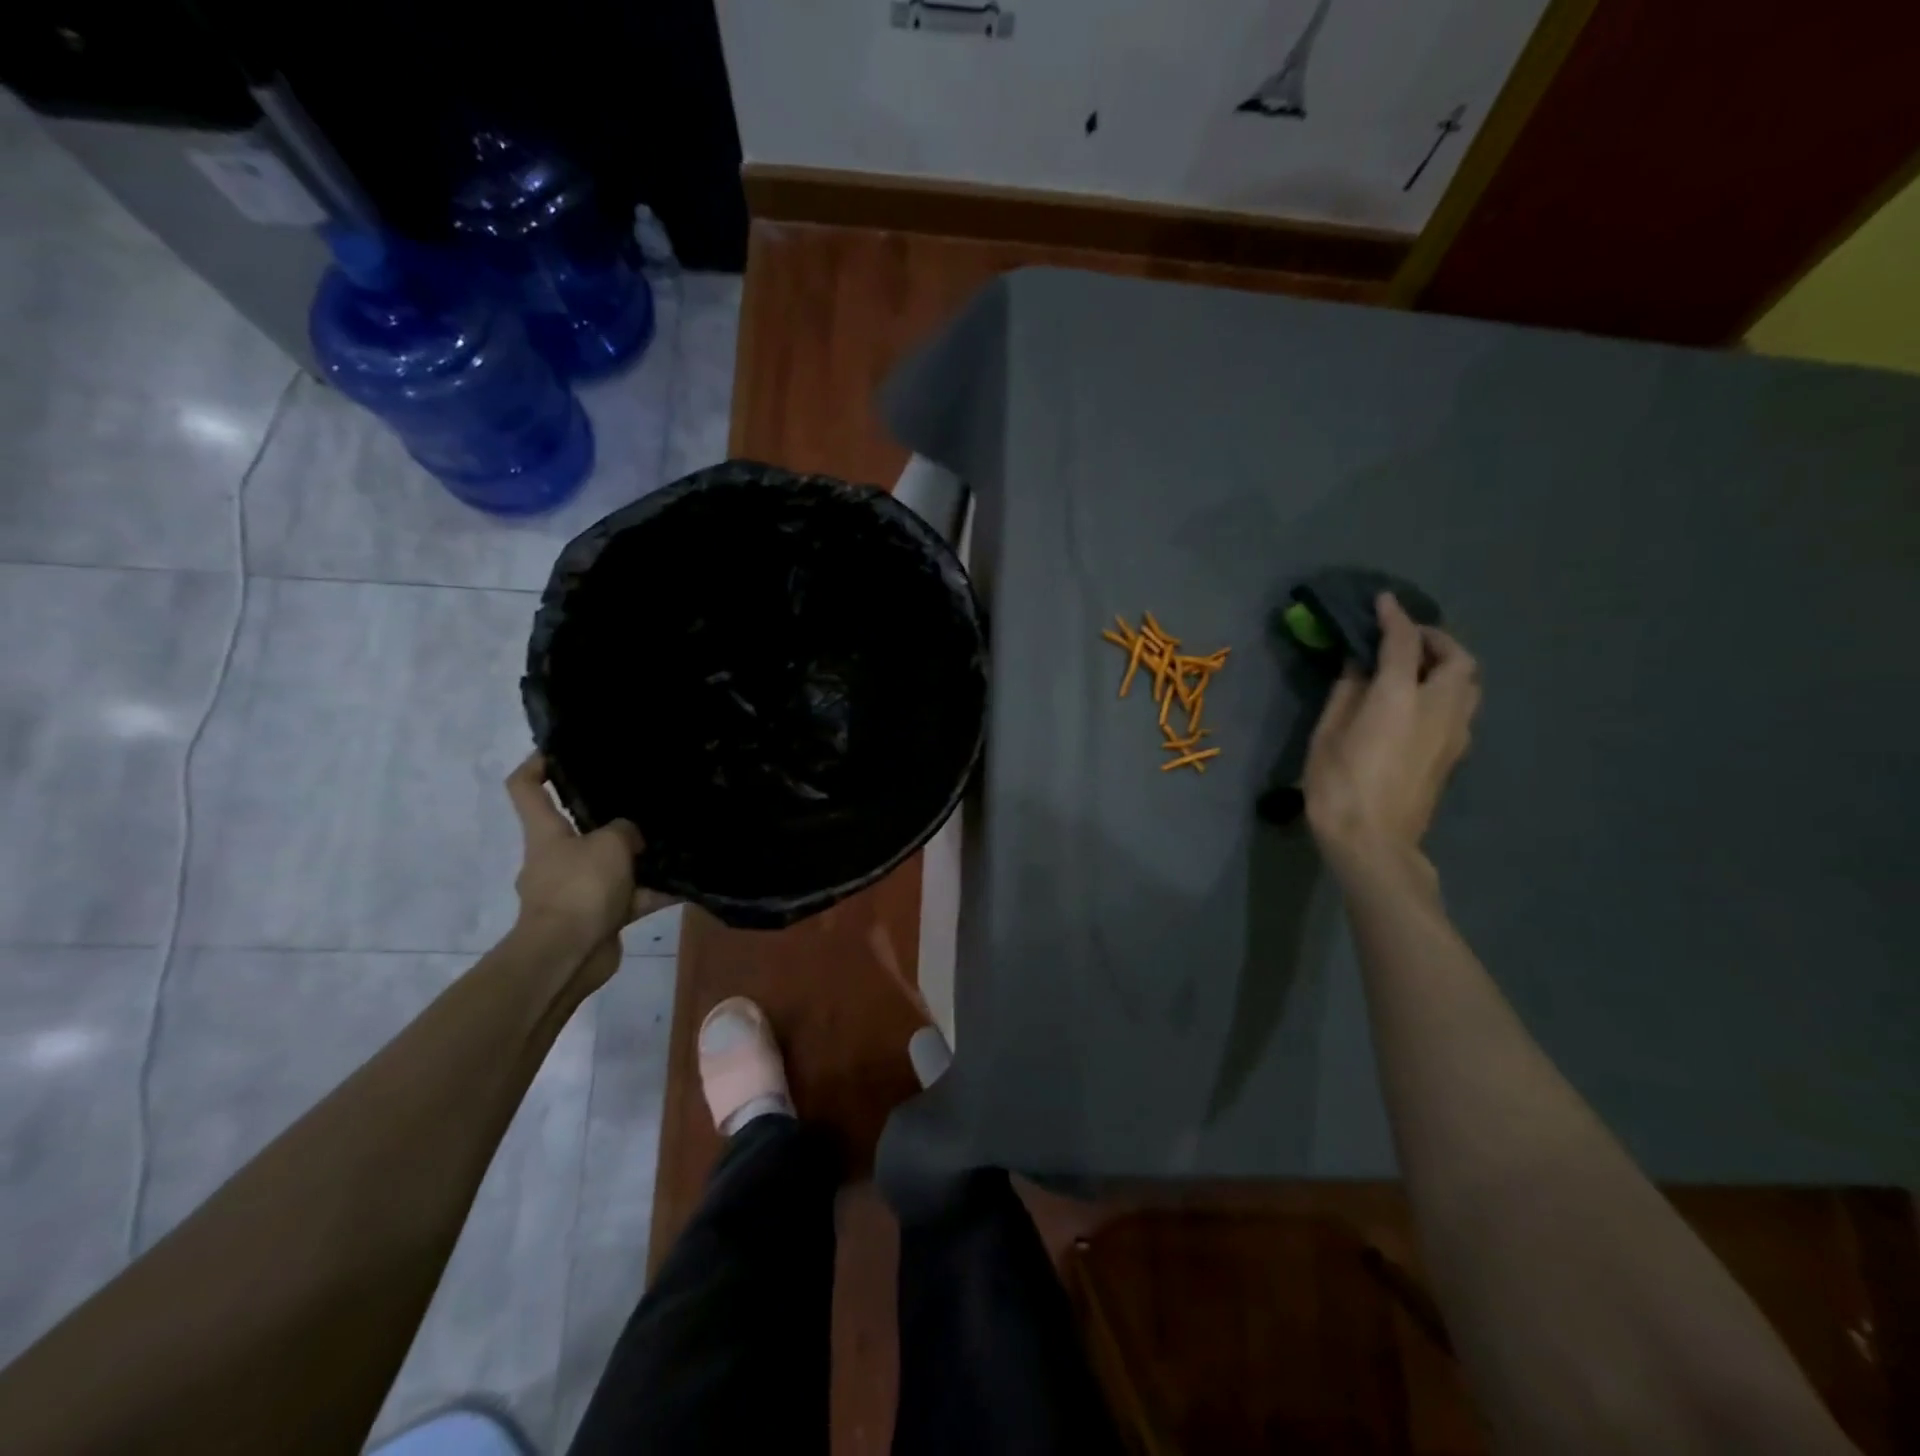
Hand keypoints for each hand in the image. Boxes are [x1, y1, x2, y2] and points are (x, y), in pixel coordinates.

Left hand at [505, 754, 678, 969]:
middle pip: (578, 828)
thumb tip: (632, 835)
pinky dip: (653, 893)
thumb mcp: (610, 844)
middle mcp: (557, 858)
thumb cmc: (580, 888)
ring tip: (674, 844)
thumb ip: (625, 830)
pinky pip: (630, 898)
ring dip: (639, 860)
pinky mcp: (597, 917)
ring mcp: (576, 890)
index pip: (526, 788)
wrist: (568, 955)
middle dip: (610, 818)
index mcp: (546, 833)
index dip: (537, 764)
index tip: (559, 751)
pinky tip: (685, 884)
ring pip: (611, 865)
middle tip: (645, 804)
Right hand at [1304, 593, 1480, 879]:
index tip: (1383, 600)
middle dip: (1434, 639)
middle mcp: (1438, 707)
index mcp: (1399, 697)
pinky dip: (1446, 690)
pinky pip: (1462, 706)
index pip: (1403, 642)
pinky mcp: (1455, 753)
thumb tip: (1359, 665)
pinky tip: (1419, 702)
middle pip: (1456, 658)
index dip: (1393, 616)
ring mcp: (1454, 732)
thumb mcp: (1327, 734)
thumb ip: (1347, 692)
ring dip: (1447, 665)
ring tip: (1416, 668)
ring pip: (1467, 683)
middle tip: (1405, 638)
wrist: (1374, 842)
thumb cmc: (1337, 786)